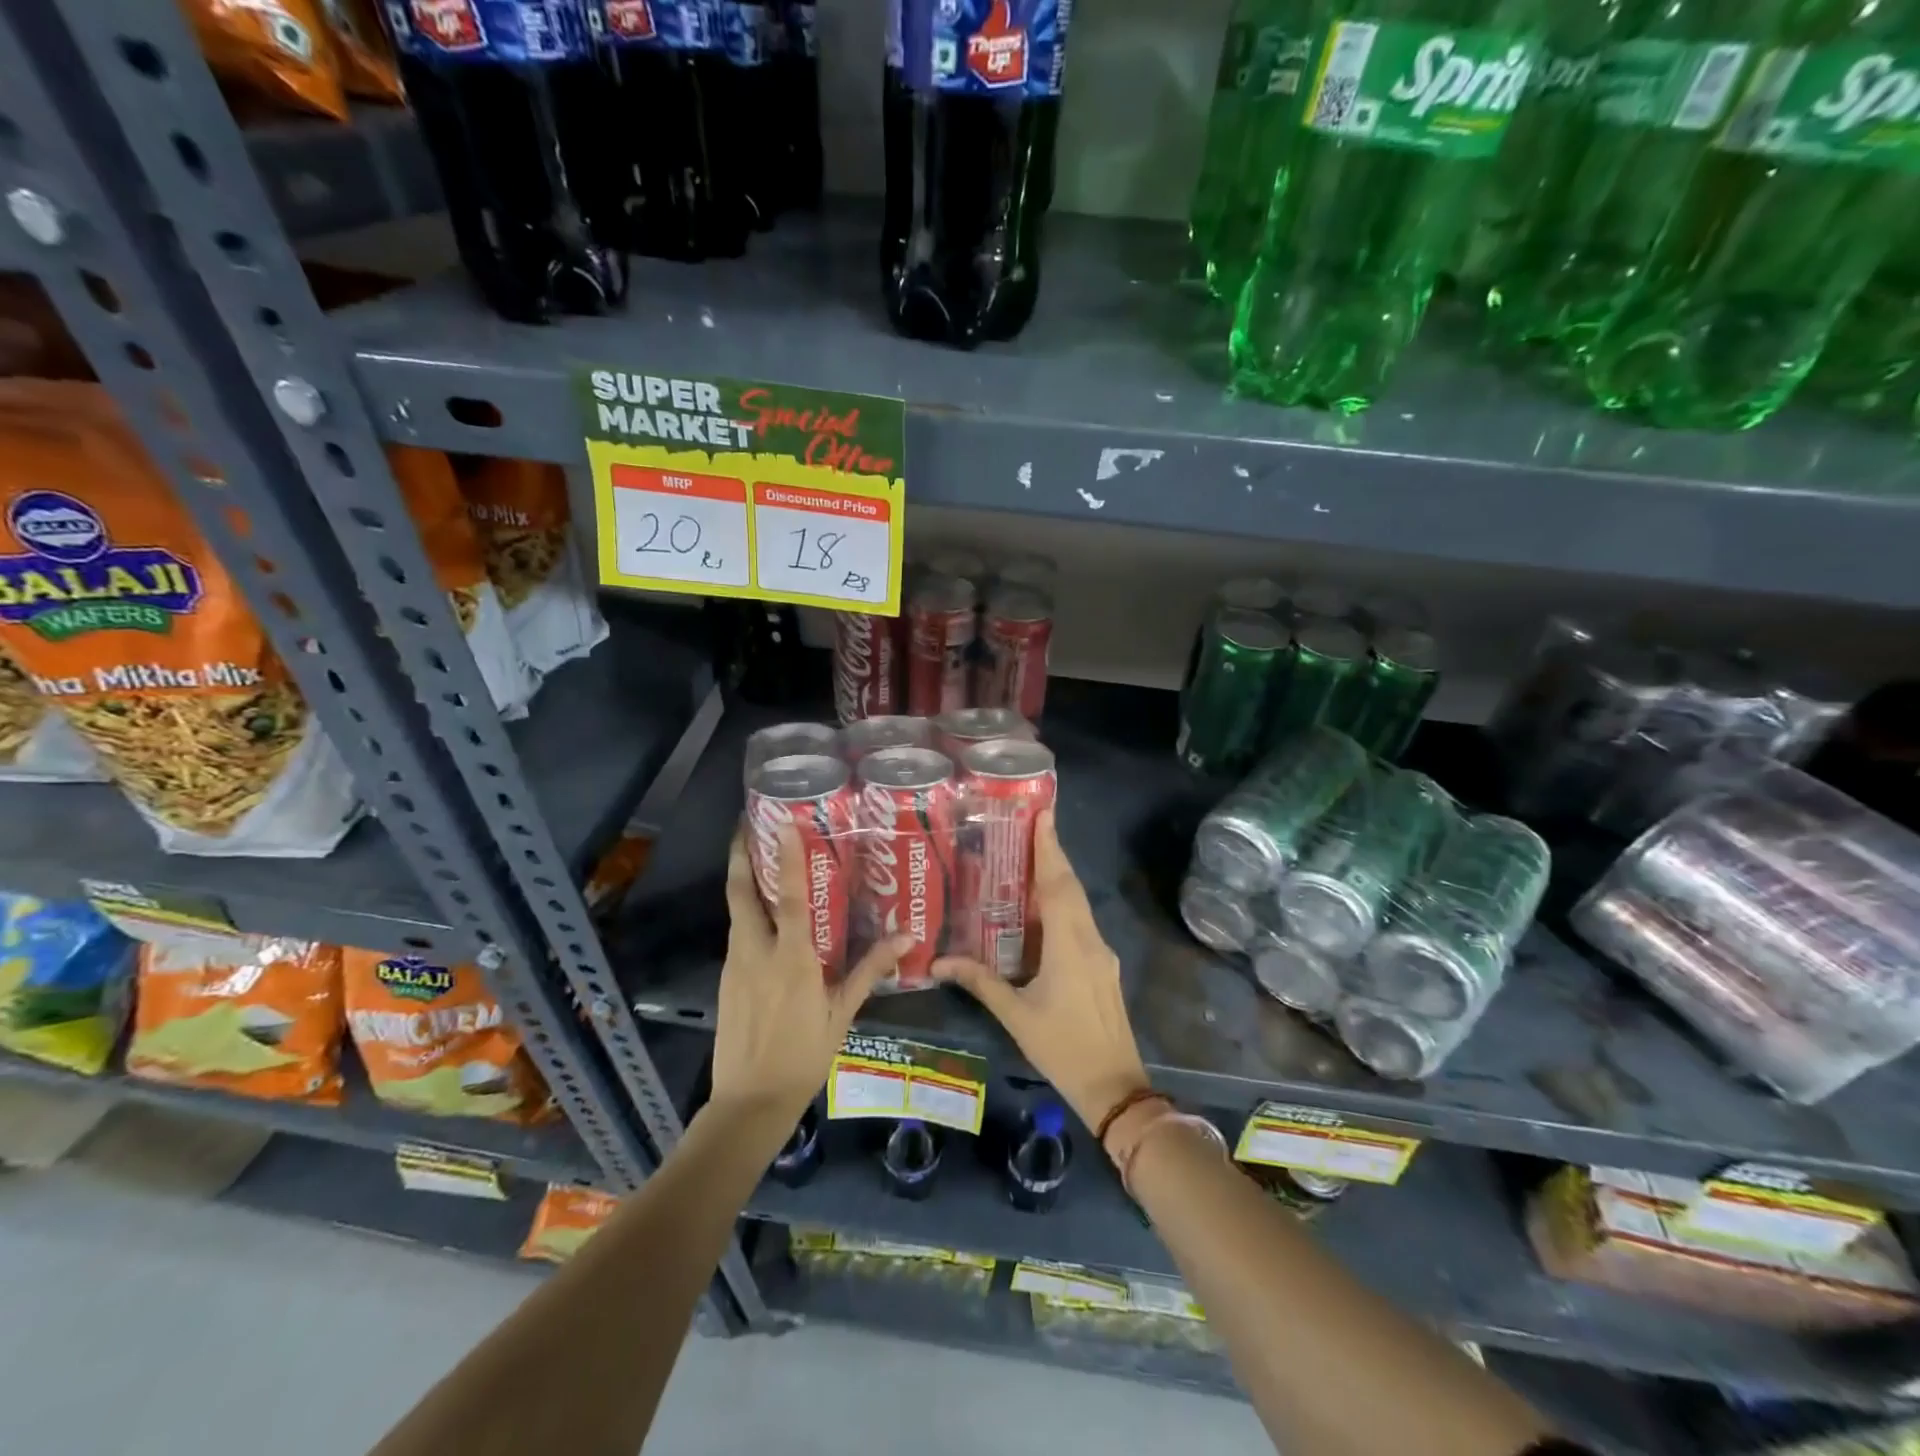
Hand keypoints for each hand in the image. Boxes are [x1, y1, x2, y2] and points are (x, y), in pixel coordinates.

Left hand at [710, 822, 909, 1132]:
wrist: (749, 1102)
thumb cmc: (804, 1056)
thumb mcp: (842, 1013)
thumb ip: (870, 970)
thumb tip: (908, 937)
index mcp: (791, 958)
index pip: (788, 896)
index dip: (784, 857)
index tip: (781, 823)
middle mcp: (757, 952)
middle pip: (741, 893)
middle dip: (740, 856)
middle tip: (747, 826)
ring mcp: (736, 965)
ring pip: (736, 911)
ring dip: (742, 880)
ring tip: (757, 857)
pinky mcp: (727, 980)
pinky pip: (737, 934)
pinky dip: (746, 912)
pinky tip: (762, 914)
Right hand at [933, 809, 1148, 1130]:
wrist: (1116, 1087)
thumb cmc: (1063, 1048)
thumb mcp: (1016, 1015)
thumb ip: (980, 982)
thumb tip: (938, 962)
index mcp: (1069, 946)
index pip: (1058, 885)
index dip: (1049, 848)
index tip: (1043, 813)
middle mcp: (1089, 940)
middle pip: (1071, 887)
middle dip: (1052, 854)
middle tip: (1030, 824)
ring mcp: (1101, 953)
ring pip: (1079, 904)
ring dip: (1058, 877)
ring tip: (1030, 856)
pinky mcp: (1103, 966)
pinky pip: (1081, 922)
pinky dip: (1063, 903)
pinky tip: (1042, 907)